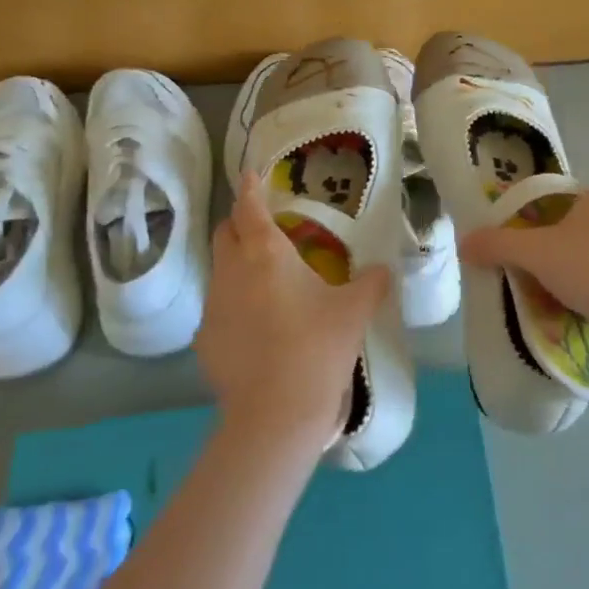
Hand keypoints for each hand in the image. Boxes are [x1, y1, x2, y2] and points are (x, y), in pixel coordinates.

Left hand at [198, 175, 392, 448]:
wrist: (275, 414)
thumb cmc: (318, 348)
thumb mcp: (355, 311)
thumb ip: (372, 283)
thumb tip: (384, 269)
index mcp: (267, 253)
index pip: (249, 207)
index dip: (250, 187)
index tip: (250, 174)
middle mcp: (232, 271)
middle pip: (224, 233)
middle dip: (240, 224)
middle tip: (264, 229)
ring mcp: (213, 306)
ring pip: (219, 271)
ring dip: (237, 265)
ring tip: (265, 281)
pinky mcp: (205, 340)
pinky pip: (218, 309)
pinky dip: (234, 305)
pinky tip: (256, 328)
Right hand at [456, 182, 588, 354]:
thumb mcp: (534, 251)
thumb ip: (498, 245)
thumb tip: (463, 244)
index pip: (577, 194)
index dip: (556, 210)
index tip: (535, 231)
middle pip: (586, 228)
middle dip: (564, 246)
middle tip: (535, 264)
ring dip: (576, 276)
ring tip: (547, 294)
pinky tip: (569, 314)